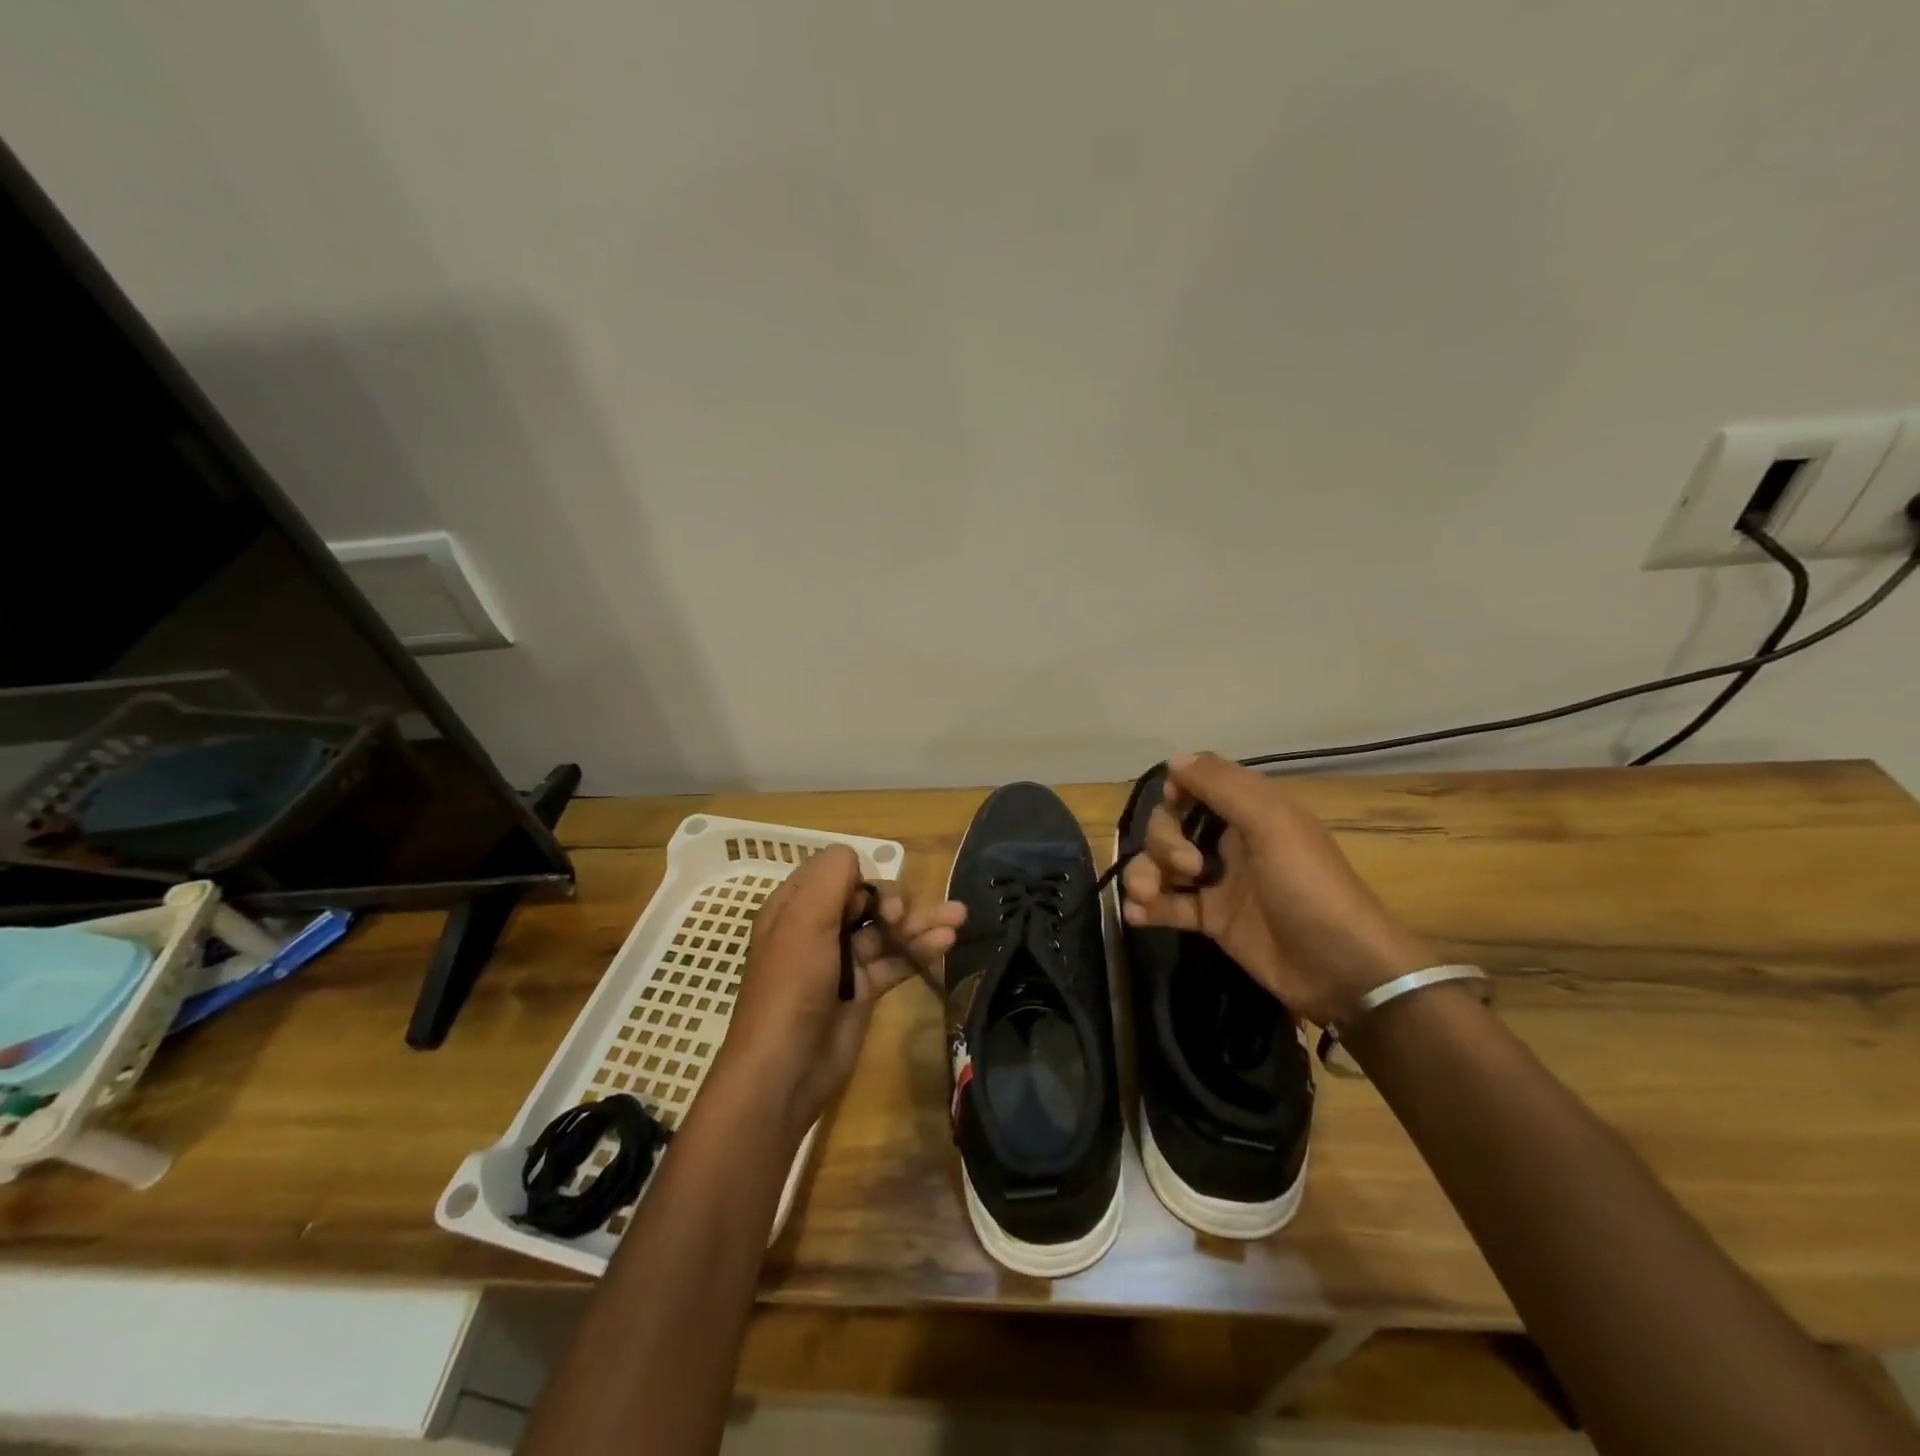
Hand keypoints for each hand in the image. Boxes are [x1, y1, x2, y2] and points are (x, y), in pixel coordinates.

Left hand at [719, 844, 965, 1138]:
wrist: (786, 1069)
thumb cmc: (791, 986)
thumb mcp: (804, 920)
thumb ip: (831, 877)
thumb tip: (858, 860)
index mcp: (795, 906)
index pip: (838, 873)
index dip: (863, 881)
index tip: (877, 903)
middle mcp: (819, 928)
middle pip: (868, 900)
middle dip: (897, 901)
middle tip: (906, 919)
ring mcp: (843, 960)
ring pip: (888, 929)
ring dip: (921, 922)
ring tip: (960, 917)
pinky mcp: (863, 989)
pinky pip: (896, 960)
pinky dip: (920, 950)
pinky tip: (947, 943)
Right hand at [1120, 752, 1431, 1025]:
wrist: (1342, 970)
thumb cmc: (1310, 888)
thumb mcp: (1273, 825)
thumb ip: (1223, 787)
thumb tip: (1174, 759)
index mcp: (1251, 810)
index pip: (1199, 782)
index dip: (1177, 789)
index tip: (1173, 803)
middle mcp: (1230, 840)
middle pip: (1170, 824)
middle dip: (1162, 842)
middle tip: (1188, 869)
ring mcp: (1218, 882)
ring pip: (1161, 864)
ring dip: (1144, 875)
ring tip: (1146, 897)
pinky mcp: (1211, 919)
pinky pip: (1167, 904)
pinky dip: (1147, 907)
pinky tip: (1138, 916)